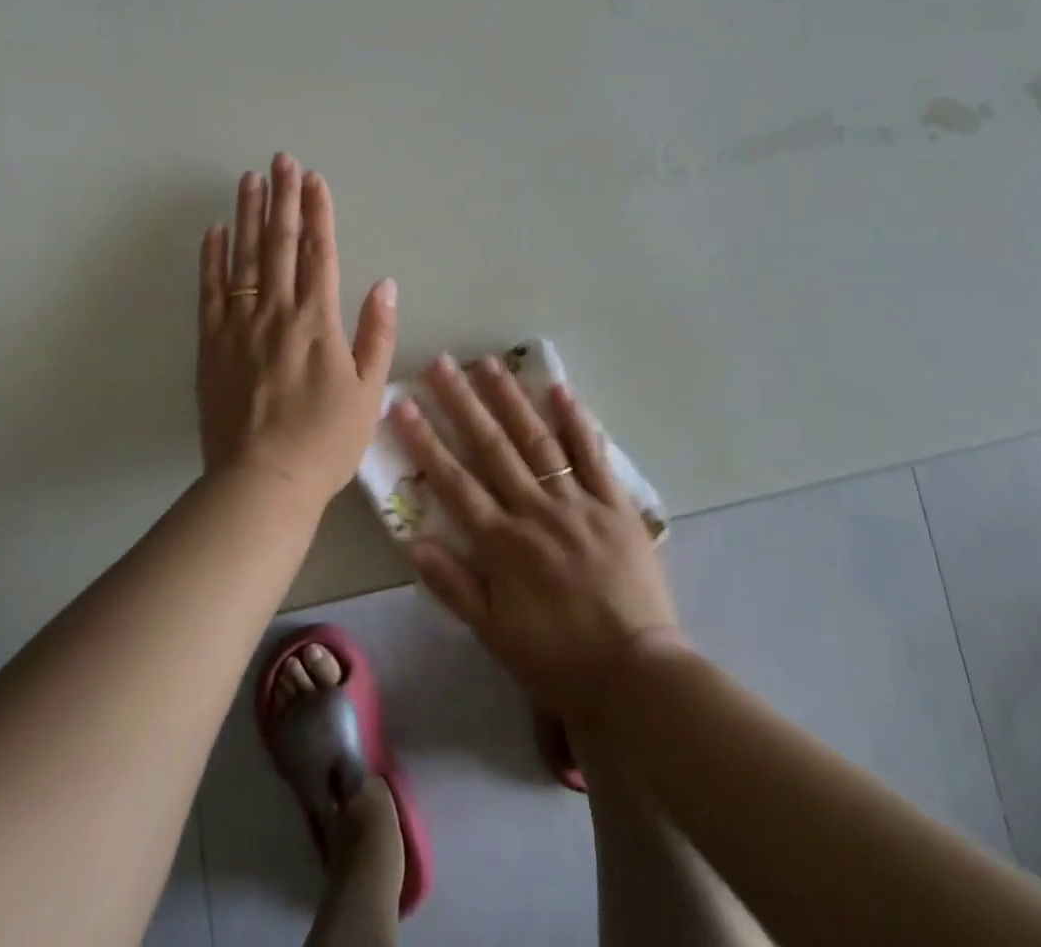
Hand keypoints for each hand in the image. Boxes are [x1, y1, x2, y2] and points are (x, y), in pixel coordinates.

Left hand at [197, 154, 397, 512]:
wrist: (263, 482)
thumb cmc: (325, 441)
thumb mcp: (368, 392)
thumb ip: (377, 333)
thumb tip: (387, 284)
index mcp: (318, 321)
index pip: (320, 252)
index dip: (318, 212)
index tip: (315, 179)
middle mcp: (277, 312)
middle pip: (280, 244)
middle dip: (283, 198)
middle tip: (281, 160)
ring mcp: (239, 325)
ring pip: (244, 258)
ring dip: (248, 214)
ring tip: (249, 179)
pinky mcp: (211, 344)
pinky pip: (209, 292)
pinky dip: (211, 258)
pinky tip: (214, 230)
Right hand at [391, 355, 682, 721]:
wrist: (636, 676)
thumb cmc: (558, 658)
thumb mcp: (494, 633)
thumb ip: (453, 585)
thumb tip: (412, 540)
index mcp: (503, 543)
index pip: (454, 482)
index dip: (426, 442)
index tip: (404, 406)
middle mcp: (536, 511)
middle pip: (493, 448)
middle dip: (463, 403)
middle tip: (442, 364)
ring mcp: (577, 502)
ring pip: (538, 441)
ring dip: (511, 400)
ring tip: (489, 363)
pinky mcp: (614, 505)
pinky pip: (593, 456)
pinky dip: (577, 422)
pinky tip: (560, 389)